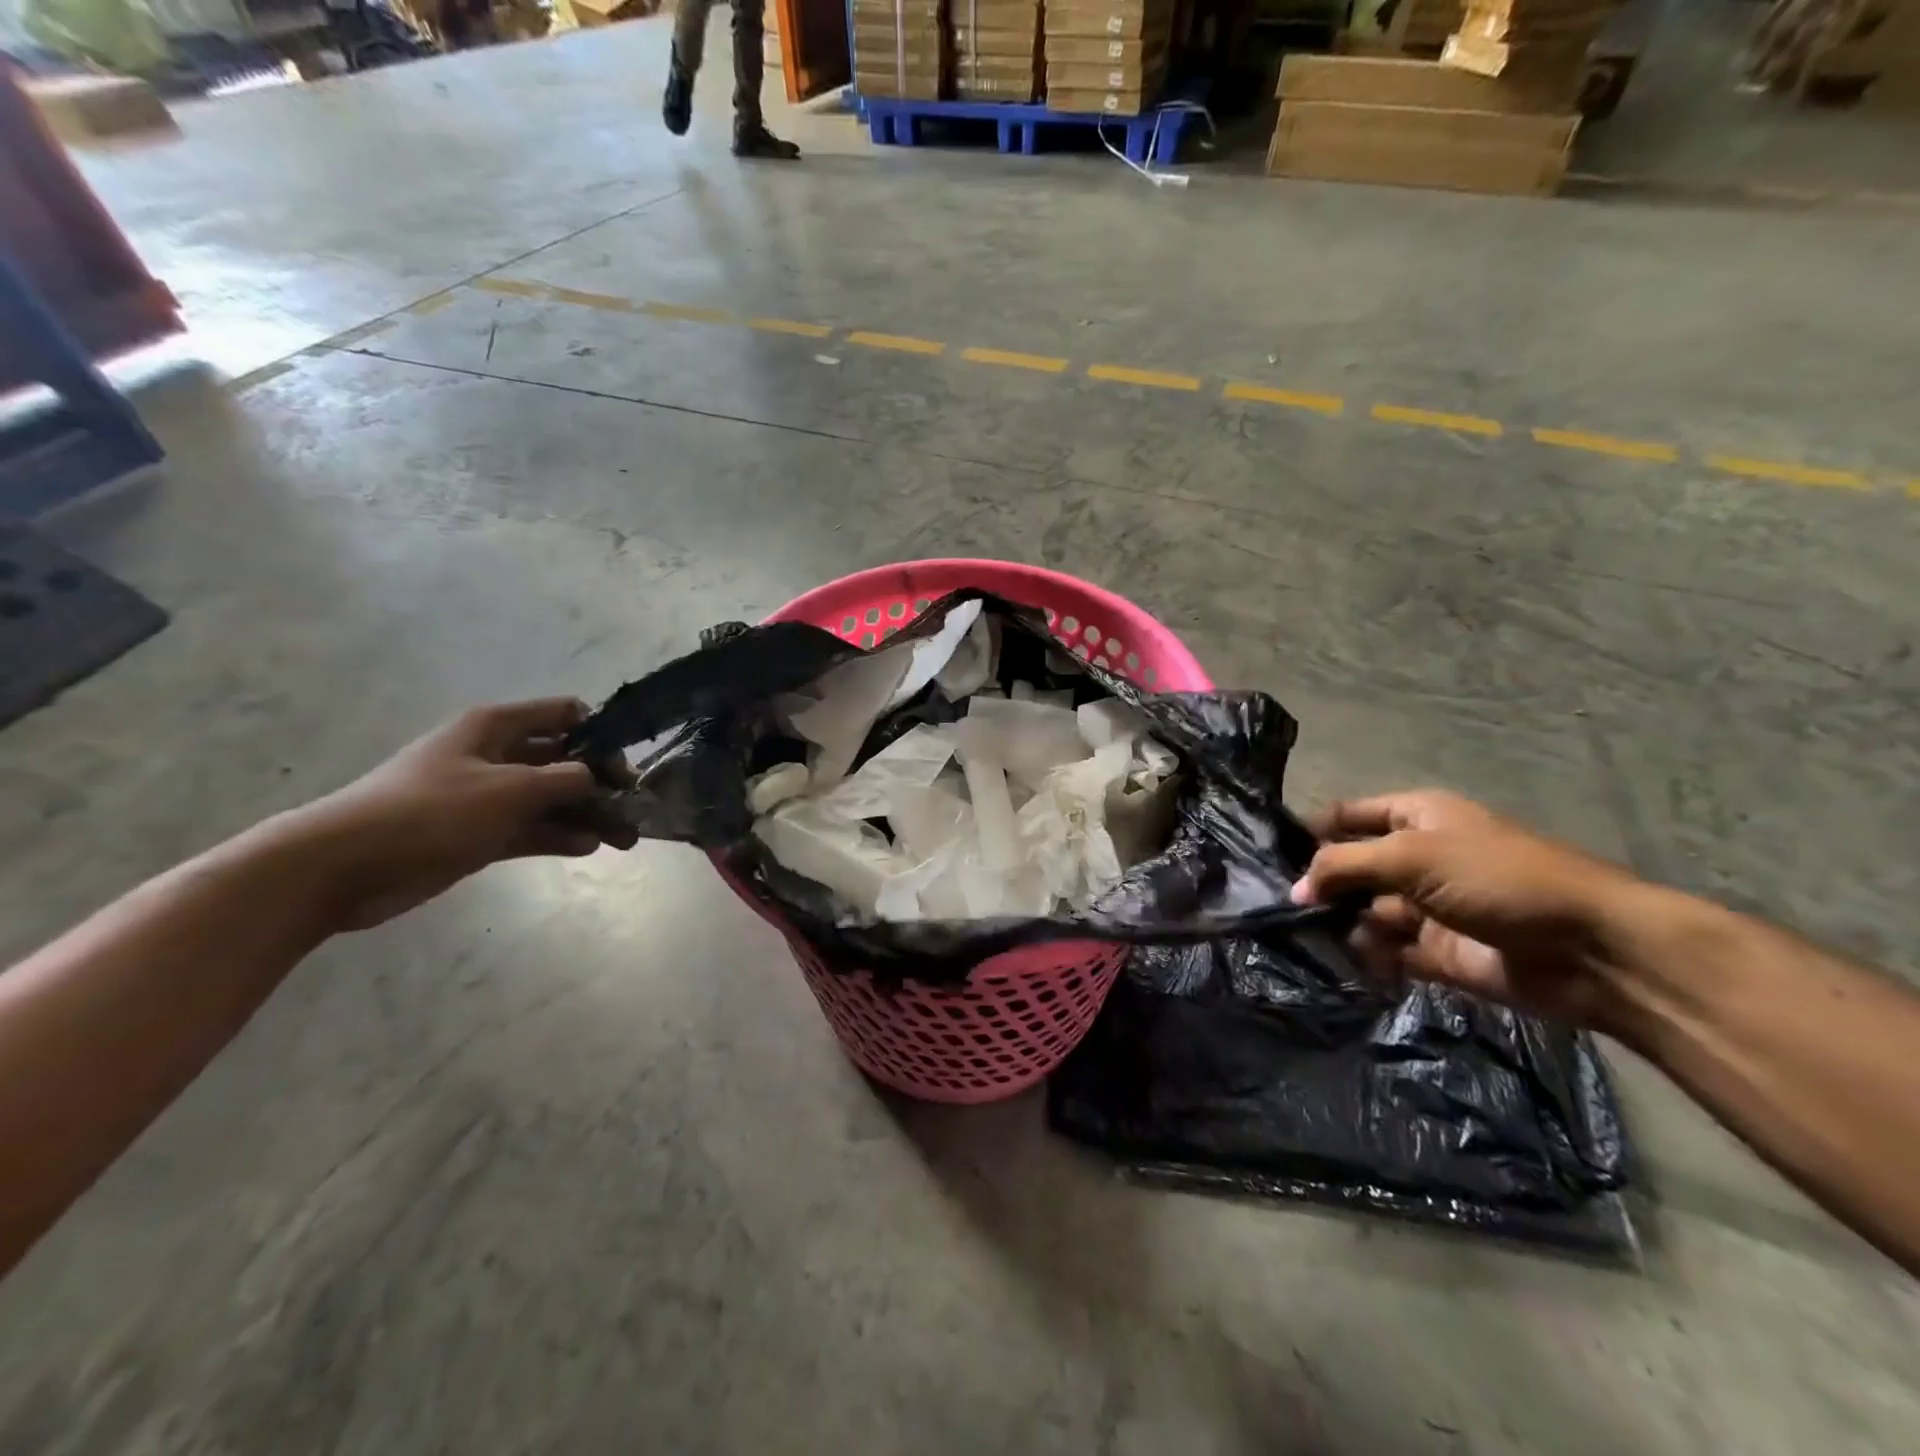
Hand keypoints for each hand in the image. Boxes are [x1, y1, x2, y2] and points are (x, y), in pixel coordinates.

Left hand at [287, 699, 637, 930]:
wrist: (344, 866)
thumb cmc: (430, 811)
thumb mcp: (509, 789)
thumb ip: (565, 779)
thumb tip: (598, 777)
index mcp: (497, 727)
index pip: (565, 715)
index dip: (600, 736)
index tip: (624, 768)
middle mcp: (496, 755)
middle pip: (563, 760)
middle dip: (601, 783)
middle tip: (635, 810)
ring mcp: (487, 796)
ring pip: (551, 798)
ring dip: (588, 815)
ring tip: (625, 838)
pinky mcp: (479, 833)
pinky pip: (531, 828)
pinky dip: (560, 835)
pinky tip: (589, 847)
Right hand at [1290, 789, 1650, 1028]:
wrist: (1589, 950)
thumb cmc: (1497, 878)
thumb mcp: (1411, 856)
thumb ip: (1344, 866)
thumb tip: (1296, 888)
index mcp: (1413, 819)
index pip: (1345, 817)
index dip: (1309, 832)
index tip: (1265, 855)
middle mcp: (1415, 859)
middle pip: (1350, 869)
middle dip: (1320, 886)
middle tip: (1279, 907)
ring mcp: (1426, 907)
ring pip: (1364, 913)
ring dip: (1341, 925)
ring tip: (1310, 938)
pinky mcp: (1437, 953)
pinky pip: (1387, 952)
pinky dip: (1369, 958)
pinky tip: (1352, 963)